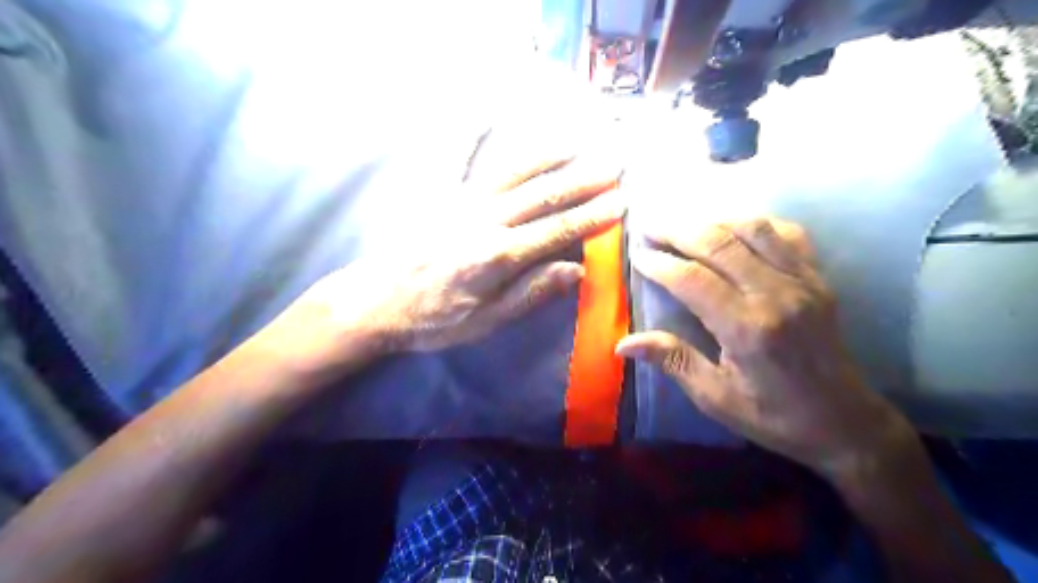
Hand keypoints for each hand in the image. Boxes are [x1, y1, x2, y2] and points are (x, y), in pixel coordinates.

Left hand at [270, 153, 618, 373]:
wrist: (375, 303)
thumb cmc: (433, 319)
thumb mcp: (486, 321)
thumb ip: (531, 293)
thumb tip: (576, 270)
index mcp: (499, 255)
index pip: (558, 230)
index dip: (593, 216)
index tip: (622, 201)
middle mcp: (485, 219)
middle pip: (543, 194)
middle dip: (582, 179)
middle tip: (613, 165)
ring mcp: (460, 201)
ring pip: (513, 171)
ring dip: (547, 155)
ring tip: (575, 141)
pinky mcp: (438, 194)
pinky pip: (459, 158)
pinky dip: (473, 133)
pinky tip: (488, 114)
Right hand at [619, 217, 910, 476]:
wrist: (845, 422)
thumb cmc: (773, 415)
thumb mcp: (715, 397)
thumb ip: (672, 360)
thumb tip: (622, 344)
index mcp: (746, 328)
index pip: (693, 279)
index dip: (660, 263)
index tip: (637, 254)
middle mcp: (775, 294)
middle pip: (719, 244)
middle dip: (678, 231)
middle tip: (650, 227)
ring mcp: (802, 281)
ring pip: (753, 229)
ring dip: (712, 221)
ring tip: (684, 224)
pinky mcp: (818, 279)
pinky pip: (787, 234)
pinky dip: (756, 223)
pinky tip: (734, 228)